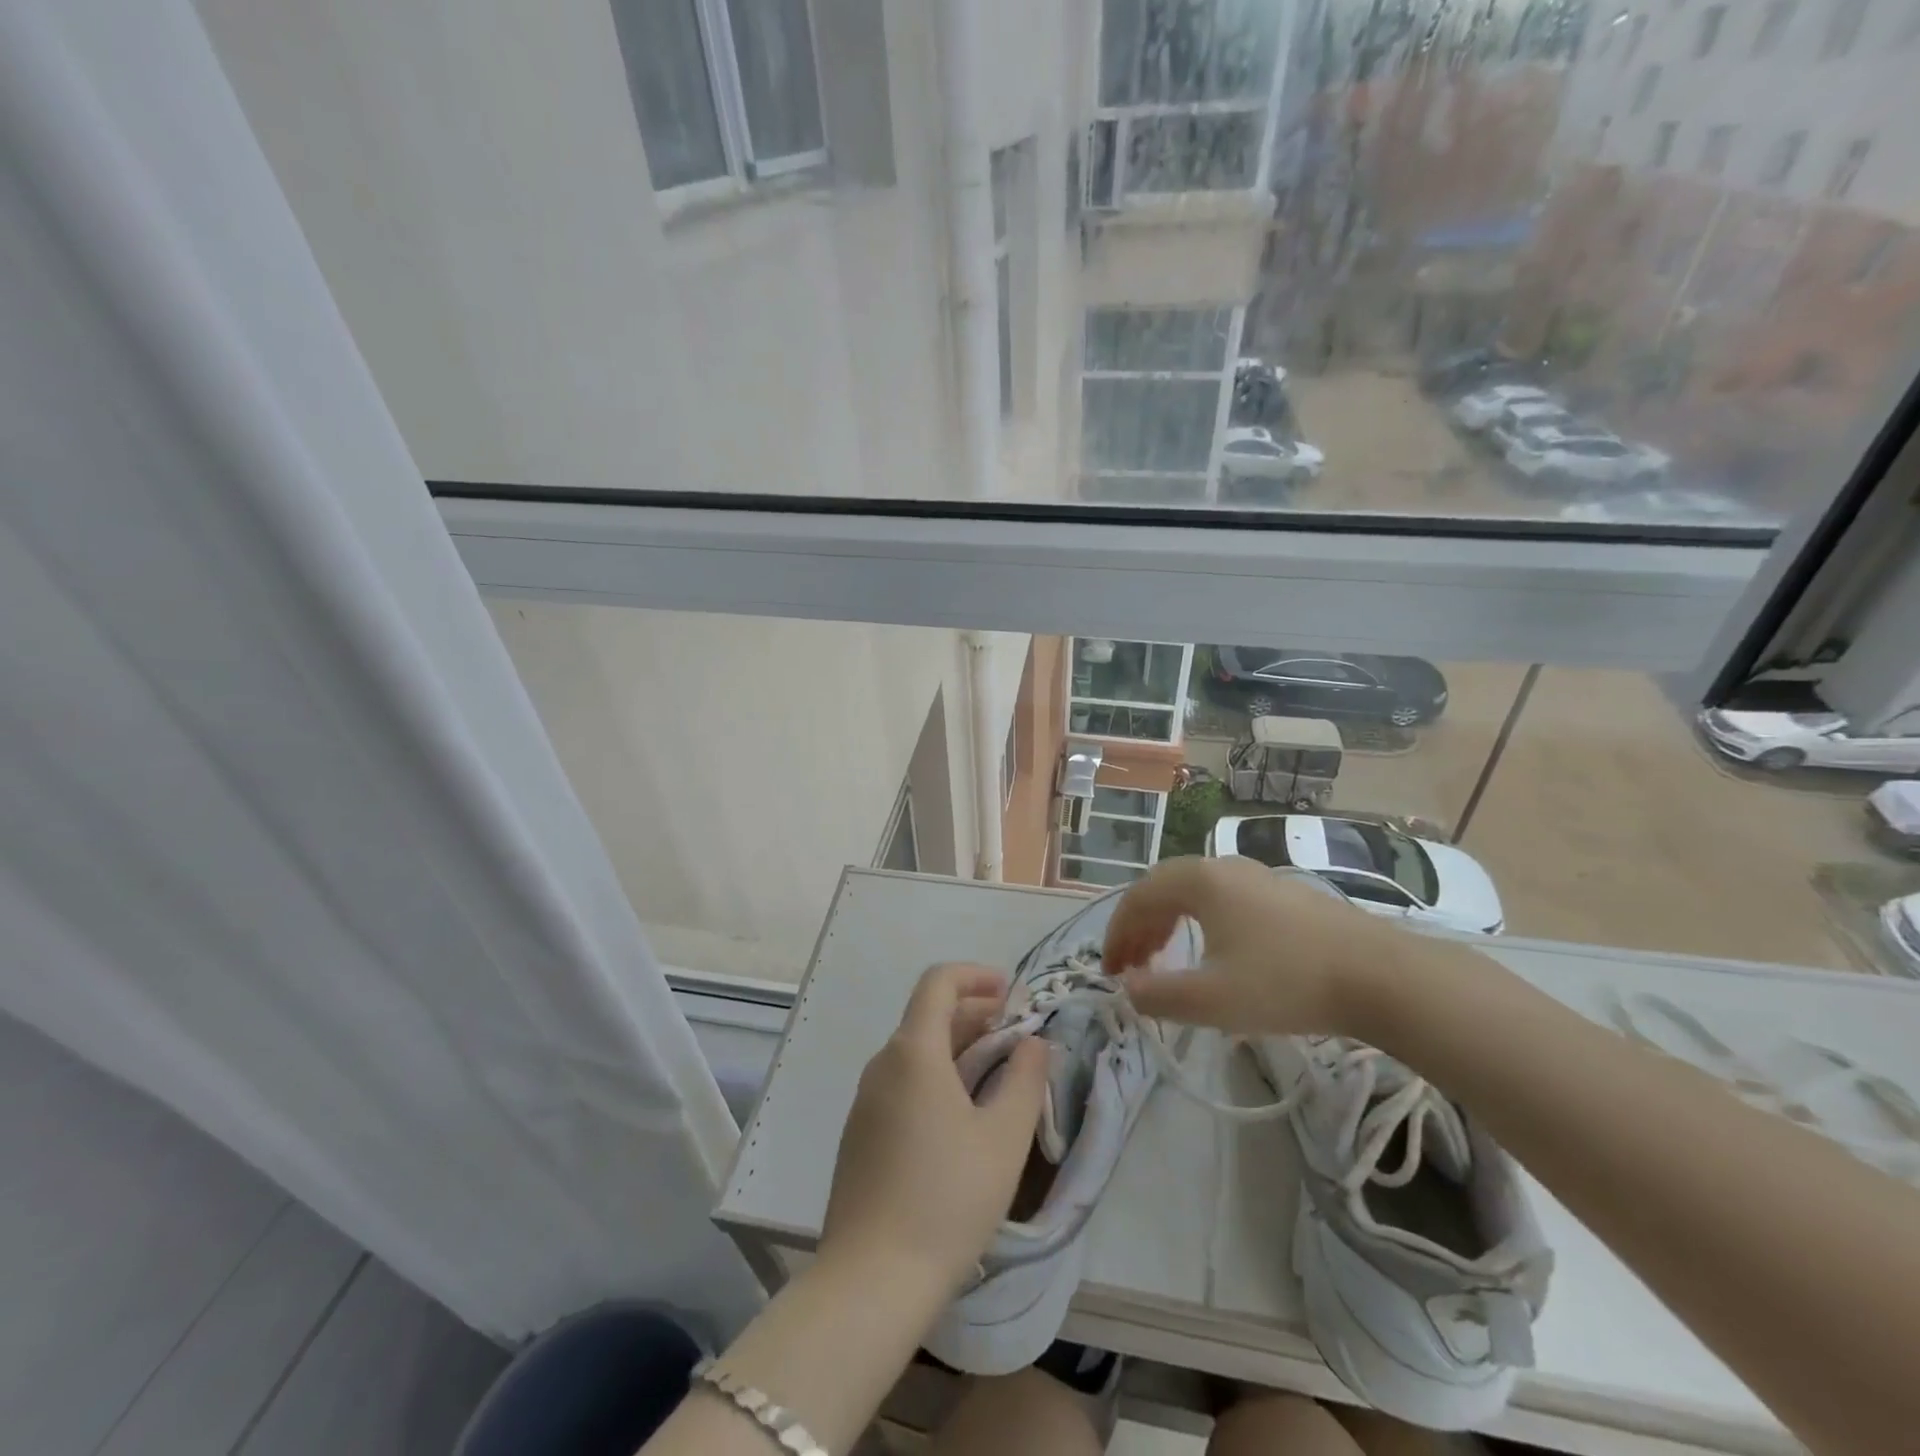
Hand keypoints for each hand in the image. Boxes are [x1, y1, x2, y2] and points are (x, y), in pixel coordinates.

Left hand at [820, 963, 1047, 1298]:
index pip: (938, 982)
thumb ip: (1025, 1078)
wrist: (872, 1279)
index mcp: (913, 1052)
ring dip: (957, 1046)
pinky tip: (962, 1112)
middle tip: (1016, 1033)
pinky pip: (902, 1082)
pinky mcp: (860, 1133)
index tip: (1012, 991)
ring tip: (997, 1071)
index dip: (976, 975)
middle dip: (975, 1013)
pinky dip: (936, 1075)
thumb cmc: (947, 1198)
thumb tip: (1033, 1042)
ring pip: (915, 1050)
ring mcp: (865, 1100)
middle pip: (928, 1015)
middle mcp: (882, 1064)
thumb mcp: (1004, 1137)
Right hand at [1101, 856, 1412, 1035]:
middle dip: (1140, 927)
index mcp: (1199, 880)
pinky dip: (1200, 922)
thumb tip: (1126, 989)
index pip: (1138, 898)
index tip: (1110, 972)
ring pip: (1194, 892)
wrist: (1380, 976)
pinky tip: (1214, 953)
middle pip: (1163, 888)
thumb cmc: (1285, 983)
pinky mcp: (1284, 894)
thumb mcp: (1211, 1000)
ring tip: (1164, 959)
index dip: (1116, 935)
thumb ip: (1157, 995)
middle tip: (1132, 966)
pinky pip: (1223, 899)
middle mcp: (1223, 866)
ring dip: (1169, 924)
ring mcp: (1258, 876)